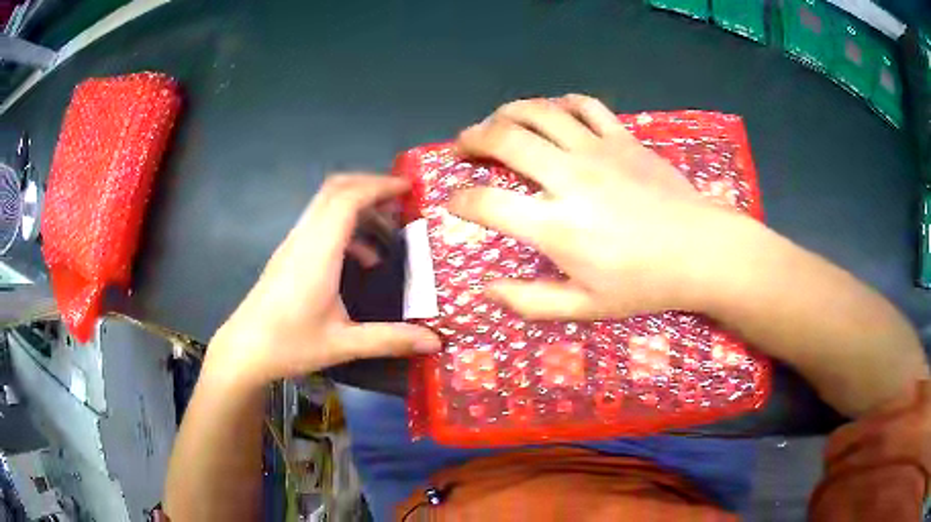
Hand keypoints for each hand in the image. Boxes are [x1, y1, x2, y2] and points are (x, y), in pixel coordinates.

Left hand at [206, 175, 440, 388]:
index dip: (379, 186)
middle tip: (402, 200)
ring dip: (358, 206)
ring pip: (326, 204)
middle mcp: (304, 239)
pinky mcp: (288, 254)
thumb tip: (435, 342)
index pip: (348, 199)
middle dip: (370, 186)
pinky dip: (345, 226)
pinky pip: (319, 223)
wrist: (244, 350)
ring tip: (388, 230)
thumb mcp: (343, 344)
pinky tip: (362, 260)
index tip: (409, 188)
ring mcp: (293, 244)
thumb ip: (390, 339)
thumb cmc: (289, 345)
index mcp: (318, 252)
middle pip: (335, 189)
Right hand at [449, 94, 741, 318]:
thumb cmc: (645, 284)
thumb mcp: (585, 308)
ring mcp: (597, 150)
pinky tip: (554, 112)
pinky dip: (561, 103)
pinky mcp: (623, 138)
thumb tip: (487, 290)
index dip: (460, 201)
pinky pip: (585, 106)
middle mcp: (569, 178)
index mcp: (557, 226)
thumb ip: (530, 302)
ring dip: (508, 112)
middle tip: (463, 145)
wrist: (701, 252)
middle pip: (505, 139)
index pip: (487, 203)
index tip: (454, 202)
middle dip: (472, 138)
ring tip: (496, 121)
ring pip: (539, 112)